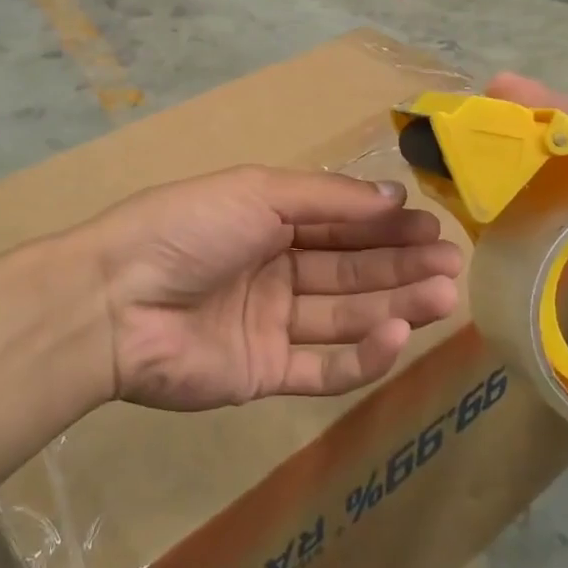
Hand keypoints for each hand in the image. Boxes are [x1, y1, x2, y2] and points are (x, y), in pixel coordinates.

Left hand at [77, 166, 463, 410]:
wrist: (115, 301)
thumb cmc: (188, 228)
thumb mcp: (258, 192)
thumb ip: (328, 198)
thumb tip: (394, 197)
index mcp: (268, 221)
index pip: (341, 224)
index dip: (387, 227)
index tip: (436, 227)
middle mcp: (274, 271)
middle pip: (350, 270)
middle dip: (401, 265)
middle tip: (452, 265)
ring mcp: (270, 325)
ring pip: (344, 315)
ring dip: (394, 305)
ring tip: (442, 295)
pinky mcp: (264, 374)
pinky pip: (322, 368)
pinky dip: (361, 356)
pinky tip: (396, 335)